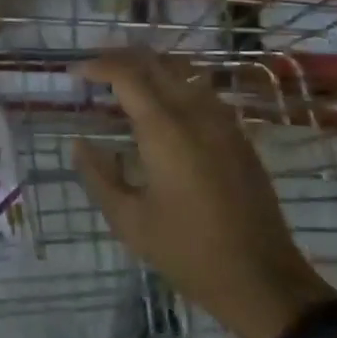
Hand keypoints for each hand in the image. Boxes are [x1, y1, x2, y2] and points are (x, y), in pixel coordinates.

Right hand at [76, 52, 335, 337]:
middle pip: (155, 63)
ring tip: (124, 83)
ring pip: (182, 72)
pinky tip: (162, 107)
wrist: (262, 279)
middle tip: (94, 69)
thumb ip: (99, 176)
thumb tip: (80, 144)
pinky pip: (201, 92)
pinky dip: (174, 84)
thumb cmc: (188, 252)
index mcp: (165, 130)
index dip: (97, 67)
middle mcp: (195, 113)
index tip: (74, 74)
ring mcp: (222, 121)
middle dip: (121, 58)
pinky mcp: (238, 135)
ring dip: (150, 68)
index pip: (126, 75)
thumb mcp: (129, 221)